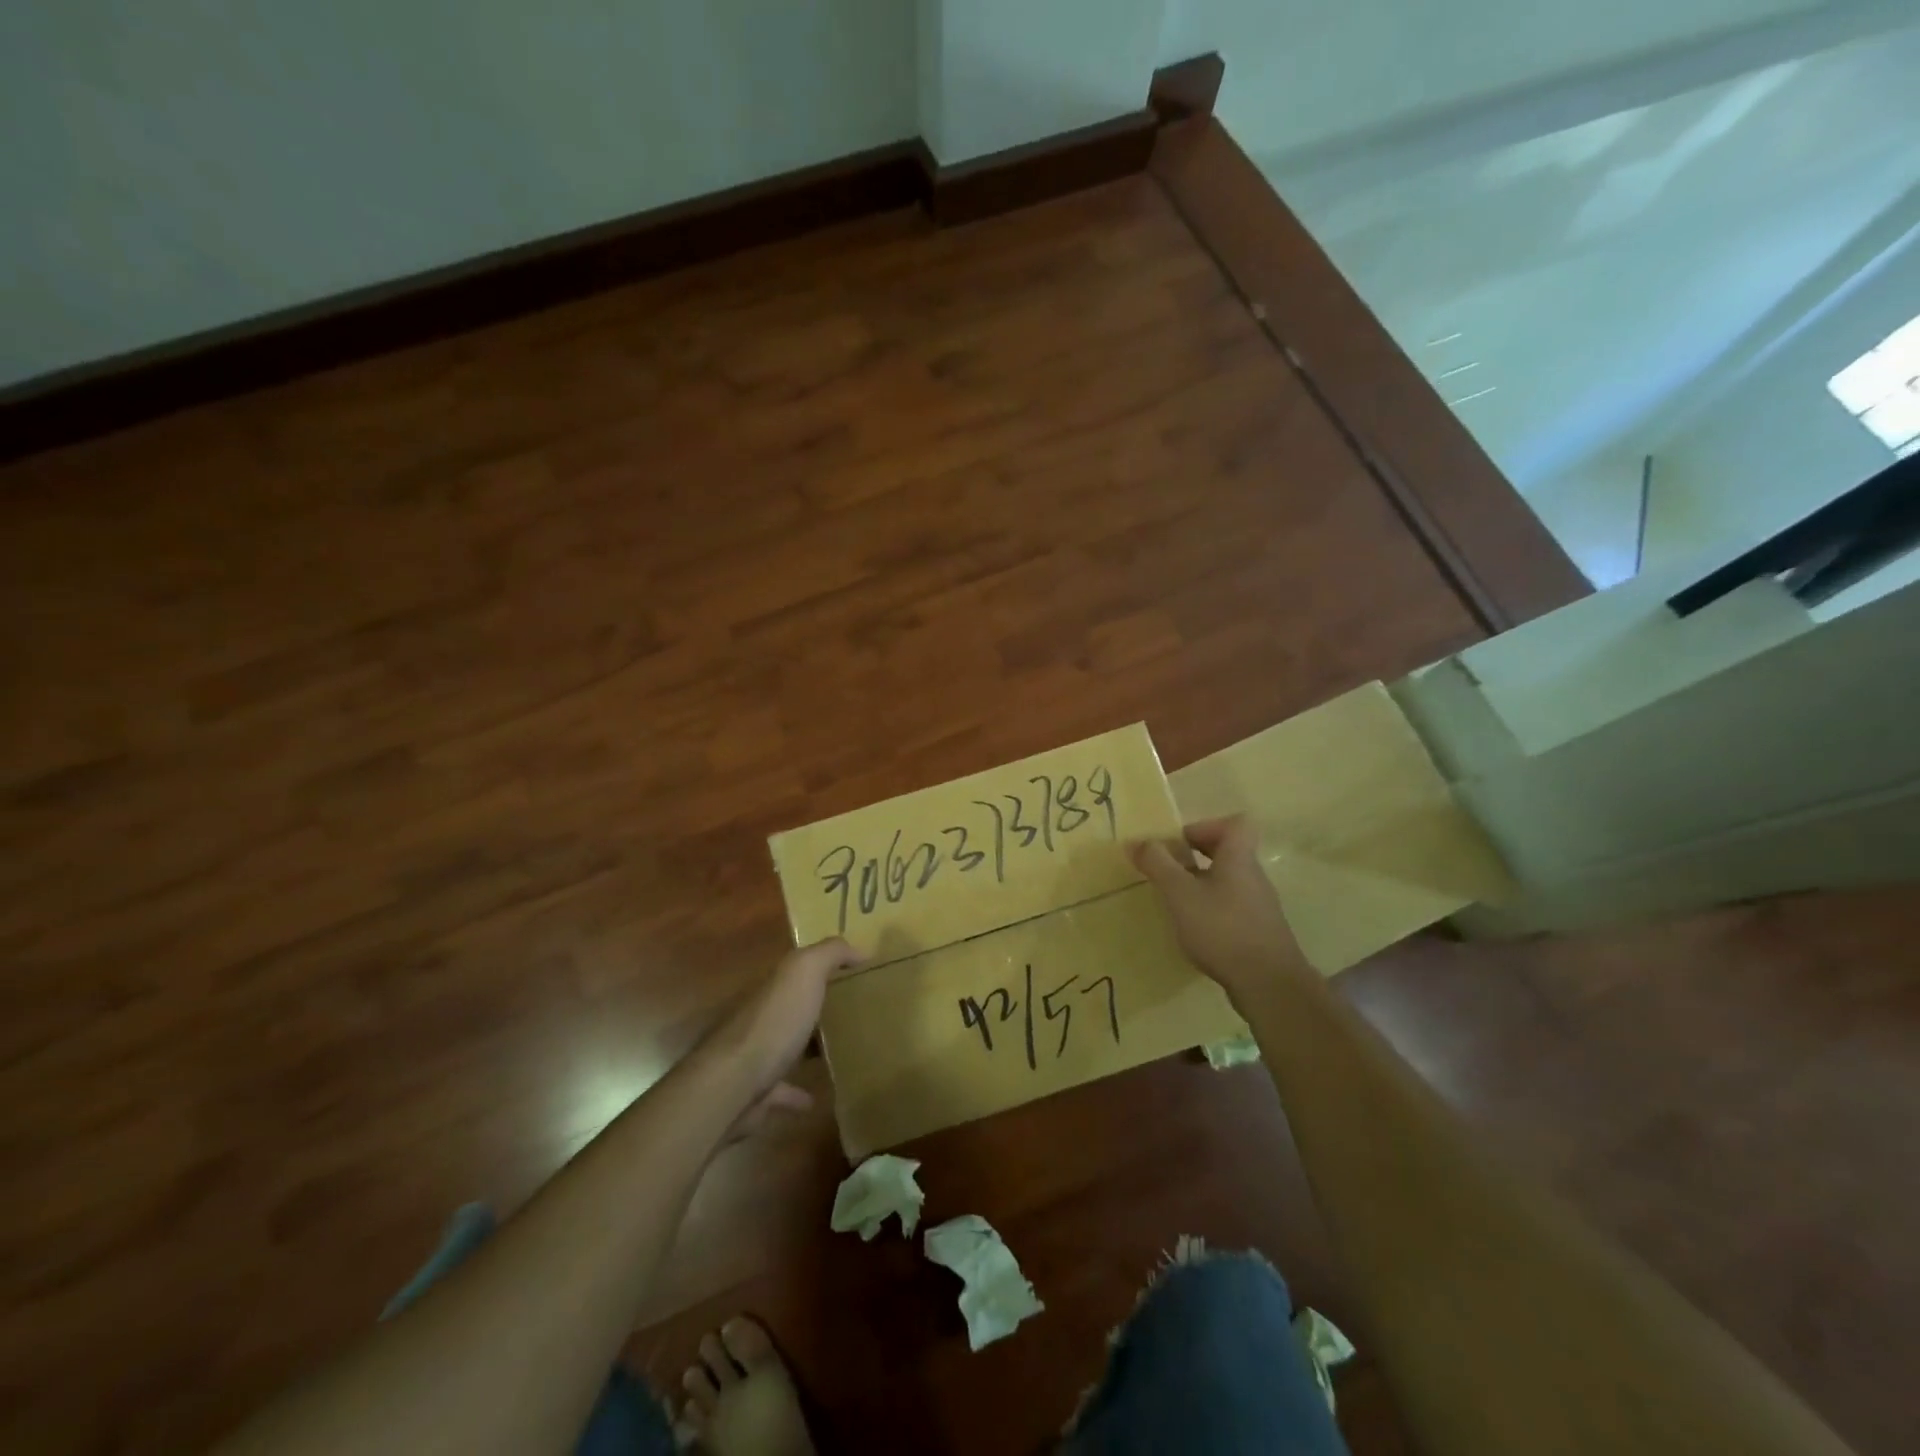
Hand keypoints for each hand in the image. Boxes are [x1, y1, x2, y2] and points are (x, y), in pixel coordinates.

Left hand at [723, 937, 862, 1094]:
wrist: (733, 1082)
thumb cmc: (774, 1021)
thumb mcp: (805, 972)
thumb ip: (831, 953)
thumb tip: (860, 949)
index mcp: (772, 985)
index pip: (796, 968)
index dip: (822, 966)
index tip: (855, 971)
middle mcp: (760, 1015)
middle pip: (791, 1006)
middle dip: (814, 1005)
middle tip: (853, 1010)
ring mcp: (755, 1055)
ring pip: (785, 1046)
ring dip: (806, 1047)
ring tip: (839, 1050)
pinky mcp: (756, 1092)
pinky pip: (782, 1091)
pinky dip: (798, 1094)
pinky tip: (818, 1098)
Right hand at [1130, 817, 1312, 1004]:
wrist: (1268, 984)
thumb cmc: (1222, 928)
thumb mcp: (1180, 893)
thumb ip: (1157, 864)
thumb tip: (1135, 840)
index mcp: (1239, 858)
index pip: (1235, 823)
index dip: (1205, 826)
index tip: (1180, 844)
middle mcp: (1254, 876)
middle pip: (1229, 851)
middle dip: (1196, 856)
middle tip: (1169, 871)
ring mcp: (1259, 905)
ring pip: (1228, 881)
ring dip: (1202, 884)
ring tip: (1176, 902)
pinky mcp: (1259, 931)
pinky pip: (1232, 907)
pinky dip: (1212, 910)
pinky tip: (1195, 930)